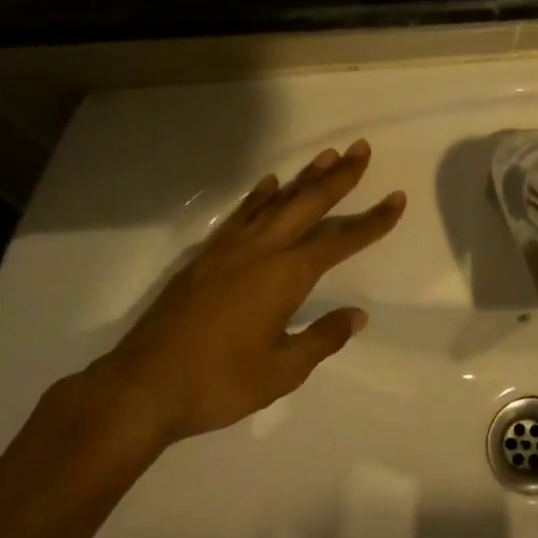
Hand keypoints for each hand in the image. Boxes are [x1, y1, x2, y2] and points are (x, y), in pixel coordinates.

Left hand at [92, 141, 403, 445]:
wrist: (142, 388)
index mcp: (285, 276)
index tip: (396, 199)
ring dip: (303, 178)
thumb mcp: (282, 371)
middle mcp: (261, 250)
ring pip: (274, 202)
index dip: (372, 221)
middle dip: (339, 176)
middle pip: (307, 203)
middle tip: (361, 149)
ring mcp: (229, 250)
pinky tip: (269, 184)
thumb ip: (321, 338)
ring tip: (327, 156)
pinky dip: (258, 196)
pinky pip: (239, 215)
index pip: (339, 240)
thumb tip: (356, 316)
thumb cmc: (219, 382)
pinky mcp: (204, 258)